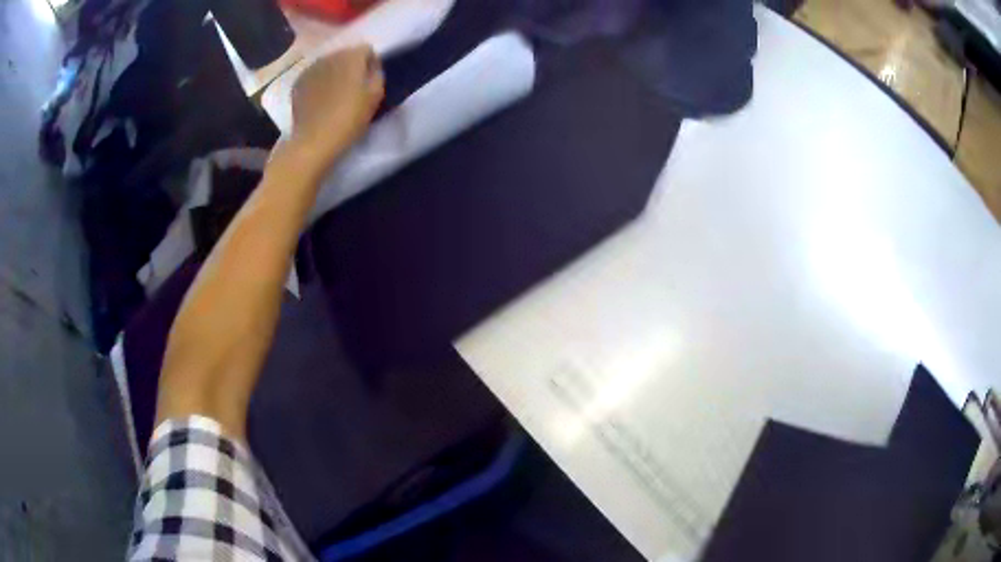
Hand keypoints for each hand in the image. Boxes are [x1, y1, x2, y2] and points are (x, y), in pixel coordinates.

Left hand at [287, 44, 384, 173]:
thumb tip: (371, 66)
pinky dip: (319, 82)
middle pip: (346, 54)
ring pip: (328, 64)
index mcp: (351, 56)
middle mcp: (330, 55)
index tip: (370, 80)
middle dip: (351, 66)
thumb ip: (376, 73)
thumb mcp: (376, 95)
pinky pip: (314, 76)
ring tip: (336, 94)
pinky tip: (321, 99)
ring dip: (334, 73)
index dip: (371, 63)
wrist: (314, 140)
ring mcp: (310, 68)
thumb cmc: (350, 118)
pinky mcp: (298, 82)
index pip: (367, 49)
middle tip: (353, 87)